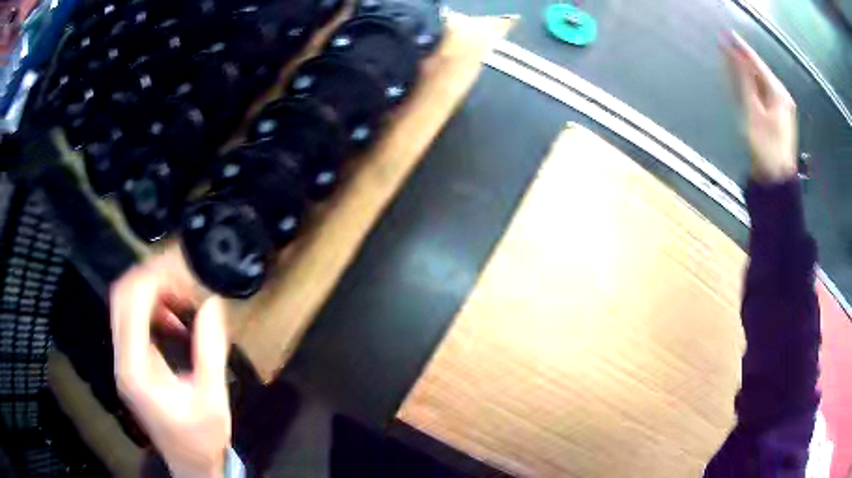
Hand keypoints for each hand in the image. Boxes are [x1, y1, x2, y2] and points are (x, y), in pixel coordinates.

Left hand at [111, 252, 230, 477]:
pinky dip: (151, 309)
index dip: (154, 279)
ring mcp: (123, 361)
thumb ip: (210, 351)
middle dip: (149, 277)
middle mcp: (122, 360)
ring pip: (124, 304)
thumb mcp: (212, 398)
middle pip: (121, 296)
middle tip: (181, 277)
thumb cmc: (201, 438)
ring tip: (180, 295)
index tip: (182, 274)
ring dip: (150, 291)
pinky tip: (174, 320)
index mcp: (136, 368)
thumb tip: (212, 304)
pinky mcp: (131, 363)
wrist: (190, 464)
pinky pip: (132, 321)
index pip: (131, 303)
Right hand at [724, 31, 797, 183]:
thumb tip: (733, 54)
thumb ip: (744, 81)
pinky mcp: (776, 117)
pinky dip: (751, 85)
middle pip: (759, 71)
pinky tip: (743, 80)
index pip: (757, 63)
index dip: (742, 48)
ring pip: (760, 82)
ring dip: (746, 71)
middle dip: (743, 58)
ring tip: (731, 58)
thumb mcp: (753, 111)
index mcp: (778, 92)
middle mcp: (781, 96)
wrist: (776, 180)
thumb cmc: (765, 146)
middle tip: (726, 44)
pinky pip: (762, 93)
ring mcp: (780, 107)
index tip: (726, 34)